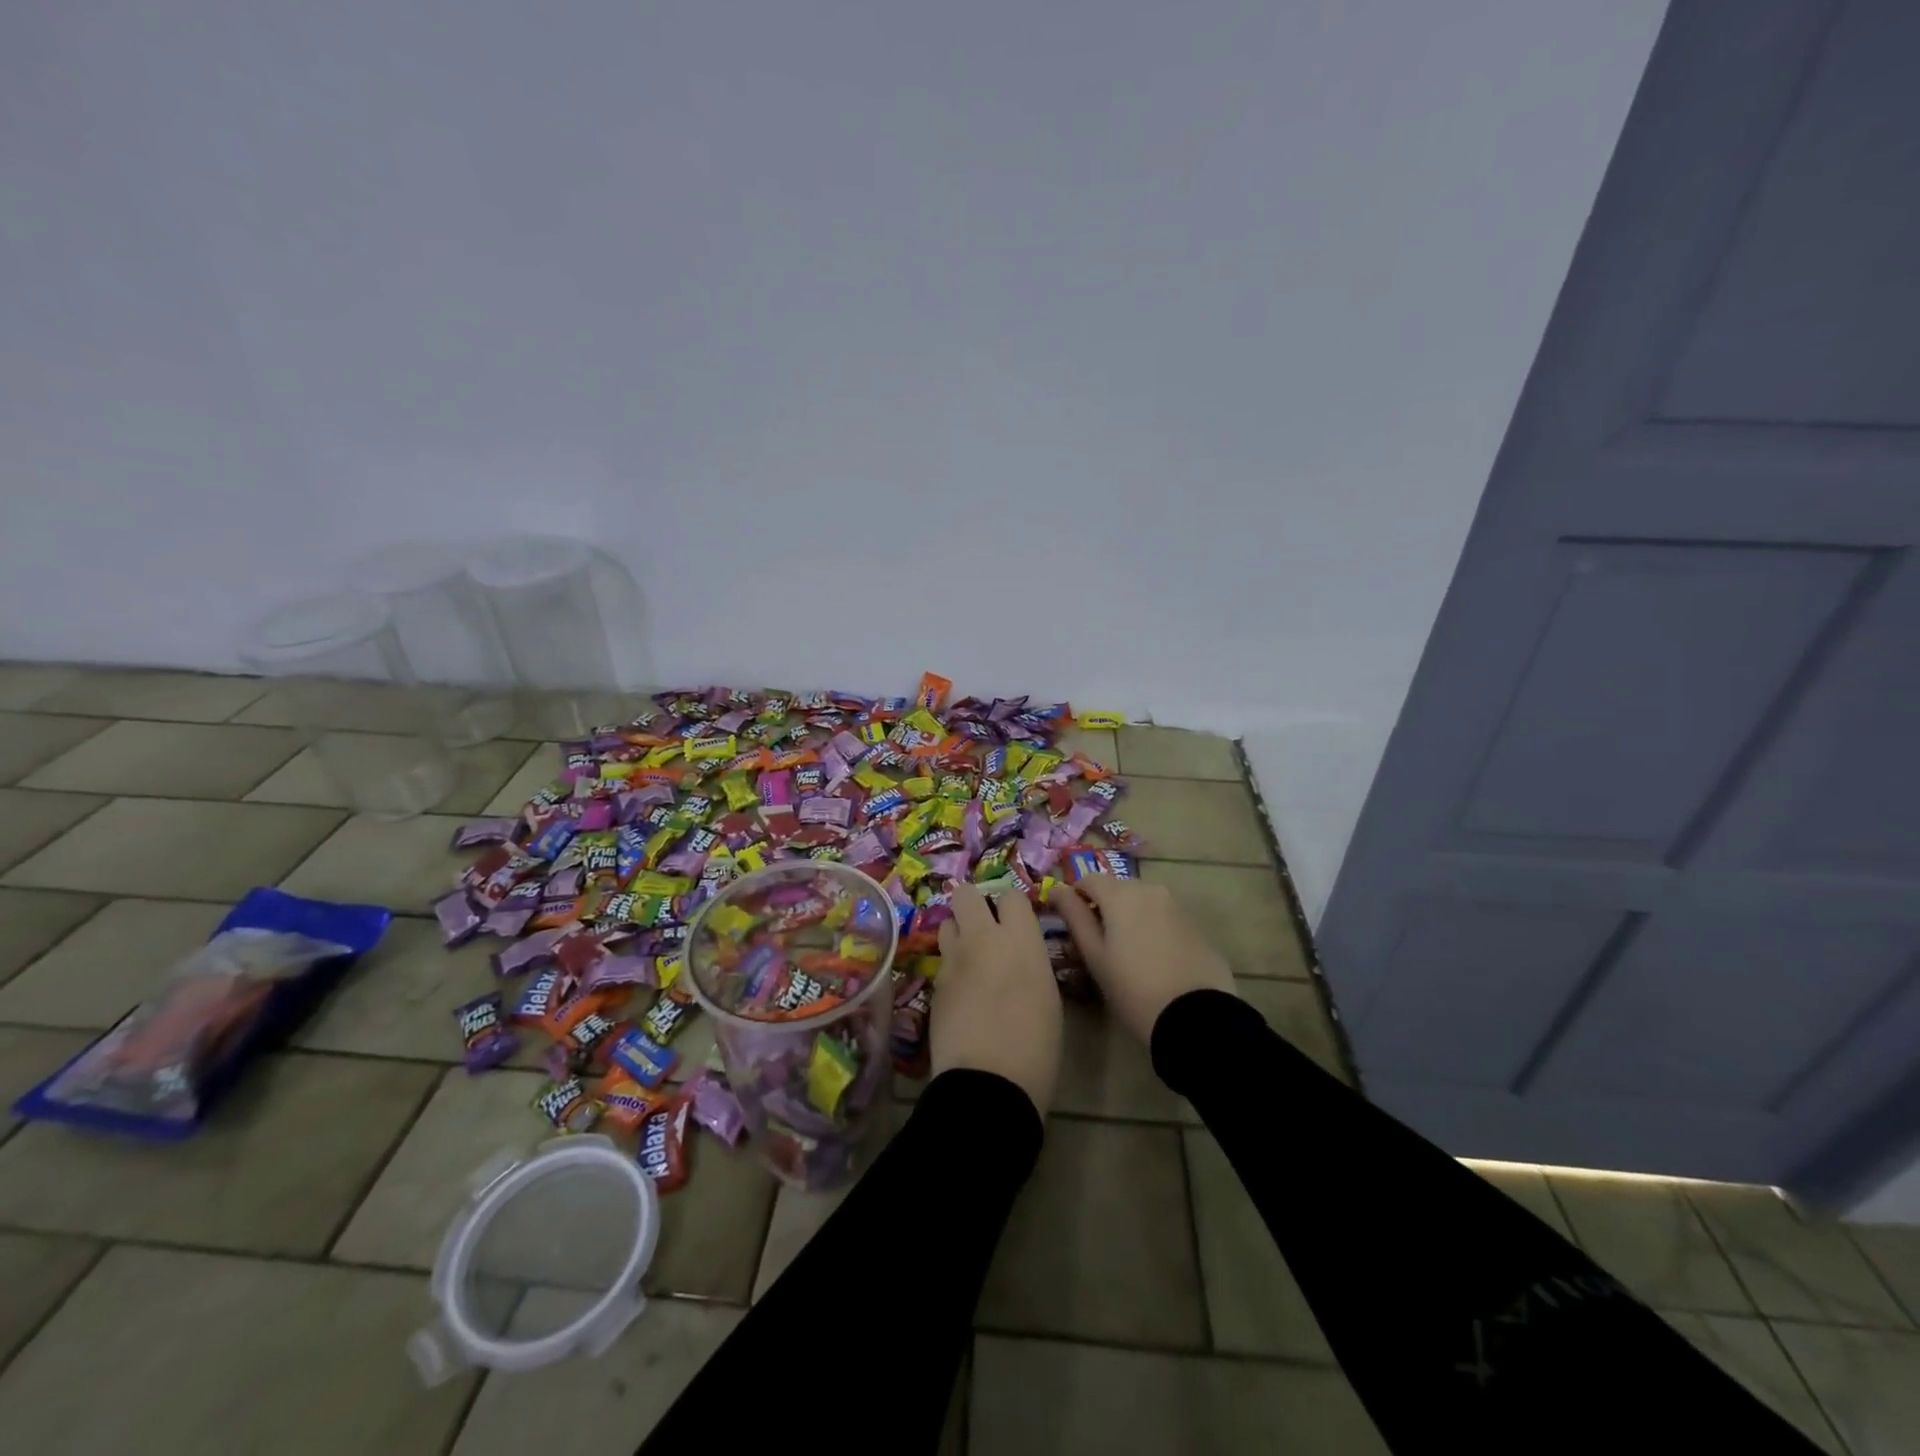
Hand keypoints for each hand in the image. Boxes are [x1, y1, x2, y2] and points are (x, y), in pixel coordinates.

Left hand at [930, 882, 1061, 1116]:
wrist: (988, 1083)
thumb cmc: (1036, 1045)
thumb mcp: (1048, 995)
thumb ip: (1031, 961)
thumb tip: (1020, 955)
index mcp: (1020, 940)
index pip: (1011, 895)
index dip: (1013, 907)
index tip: (1017, 924)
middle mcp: (983, 939)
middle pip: (966, 894)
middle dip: (974, 905)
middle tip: (986, 928)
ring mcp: (953, 960)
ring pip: (947, 923)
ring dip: (958, 934)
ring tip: (971, 959)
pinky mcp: (934, 983)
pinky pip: (942, 960)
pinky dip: (951, 968)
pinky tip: (961, 992)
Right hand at [1050, 877, 1234, 1043]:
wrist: (1196, 1017)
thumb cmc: (1133, 988)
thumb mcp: (1095, 956)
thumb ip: (1074, 917)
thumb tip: (1057, 890)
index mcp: (1121, 894)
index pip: (1088, 879)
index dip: (1076, 896)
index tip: (1073, 923)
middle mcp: (1150, 889)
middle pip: (1117, 888)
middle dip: (1104, 906)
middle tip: (1099, 942)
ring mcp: (1177, 905)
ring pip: (1142, 901)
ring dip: (1130, 916)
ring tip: (1127, 952)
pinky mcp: (1195, 924)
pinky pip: (1164, 916)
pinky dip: (1152, 927)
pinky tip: (1154, 958)